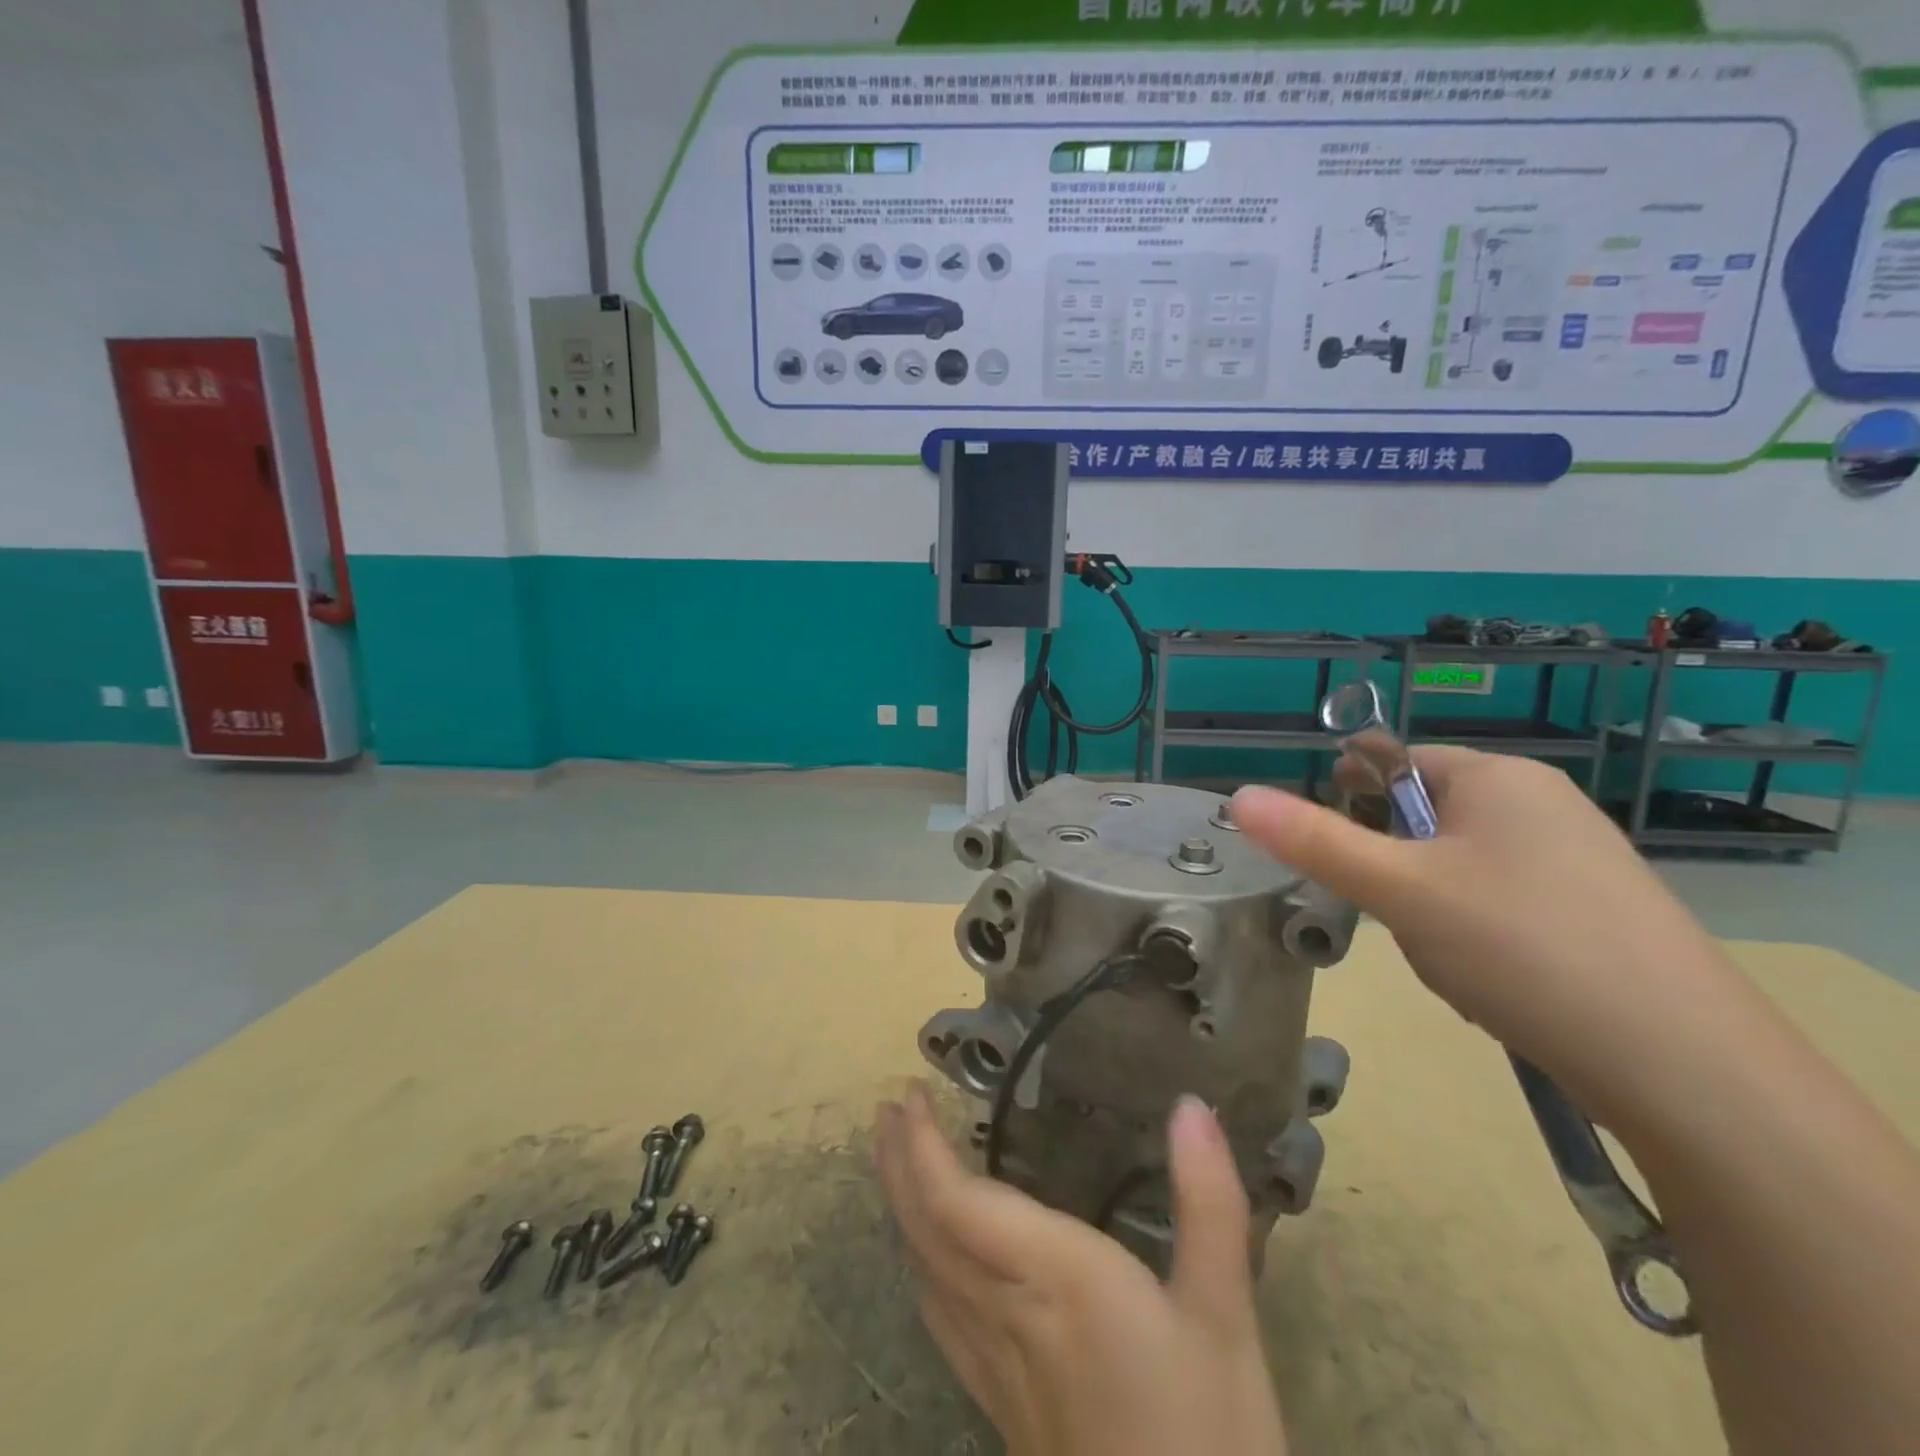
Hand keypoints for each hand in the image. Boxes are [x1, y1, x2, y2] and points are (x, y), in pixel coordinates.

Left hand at [875, 1084, 1287, 1455]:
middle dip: (900, 1164)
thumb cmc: (1209, 1438)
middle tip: (889, 1110)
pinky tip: (928, 1259)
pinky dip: (921, 1263)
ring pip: (925, 1270)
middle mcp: (1006, 1313)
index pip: (957, 1202)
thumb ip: (1208, 1204)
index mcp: (1053, 1280)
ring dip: (903, 1205)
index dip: (922, 1146)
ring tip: (899, 1159)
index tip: (909, 1094)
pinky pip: (938, 1315)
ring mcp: (995, 1365)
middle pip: (926, 1229)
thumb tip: (1191, 1105)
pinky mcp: (1000, 1405)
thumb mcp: (1225, 1318)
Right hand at [1232, 749, 1746, 1129]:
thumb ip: (1314, 841)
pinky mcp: (1598, 910)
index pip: (1395, 763)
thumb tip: (1238, 798)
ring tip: (1451, 959)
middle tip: (1397, 918)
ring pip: (1459, 866)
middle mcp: (1543, 803)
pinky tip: (1492, 980)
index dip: (1355, 804)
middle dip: (1396, 869)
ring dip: (1431, 906)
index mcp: (1498, 777)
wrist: (1685, 1066)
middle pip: (1426, 817)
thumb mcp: (1399, 889)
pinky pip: (1503, 902)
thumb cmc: (1521, 946)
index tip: (1344, 860)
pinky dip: (1477, 933)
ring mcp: (1578, 857)